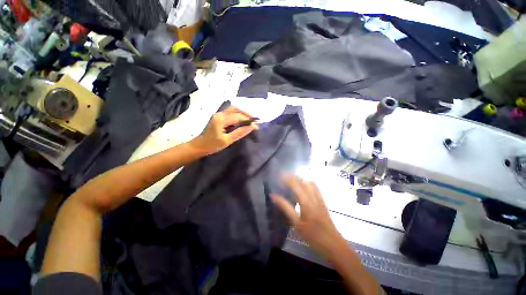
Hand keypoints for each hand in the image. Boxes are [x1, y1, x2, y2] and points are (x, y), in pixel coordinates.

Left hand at [190, 106, 258, 155]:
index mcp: (221, 119)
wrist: (199, 146)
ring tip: (250, 120)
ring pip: (233, 110)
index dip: (249, 121)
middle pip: (236, 109)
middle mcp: (220, 114)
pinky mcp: (219, 117)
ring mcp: (218, 115)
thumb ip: (239, 133)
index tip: (257, 126)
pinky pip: (230, 113)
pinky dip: (238, 115)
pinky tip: (242, 121)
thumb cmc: (212, 145)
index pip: (238, 117)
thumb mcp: (227, 140)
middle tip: (254, 121)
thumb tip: (252, 127)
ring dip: (242, 113)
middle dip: (246, 114)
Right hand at [272, 175, 345, 258]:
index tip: (278, 177)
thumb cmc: (313, 237)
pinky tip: (304, 186)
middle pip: (302, 182)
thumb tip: (274, 197)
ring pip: (309, 183)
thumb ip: (286, 208)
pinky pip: (316, 188)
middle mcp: (313, 198)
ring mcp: (320, 199)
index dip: (286, 180)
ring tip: (292, 180)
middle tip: (283, 178)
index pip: (295, 186)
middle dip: (292, 177)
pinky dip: (308, 183)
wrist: (334, 245)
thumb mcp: (296, 224)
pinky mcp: (323, 202)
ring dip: (300, 179)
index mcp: (306, 204)